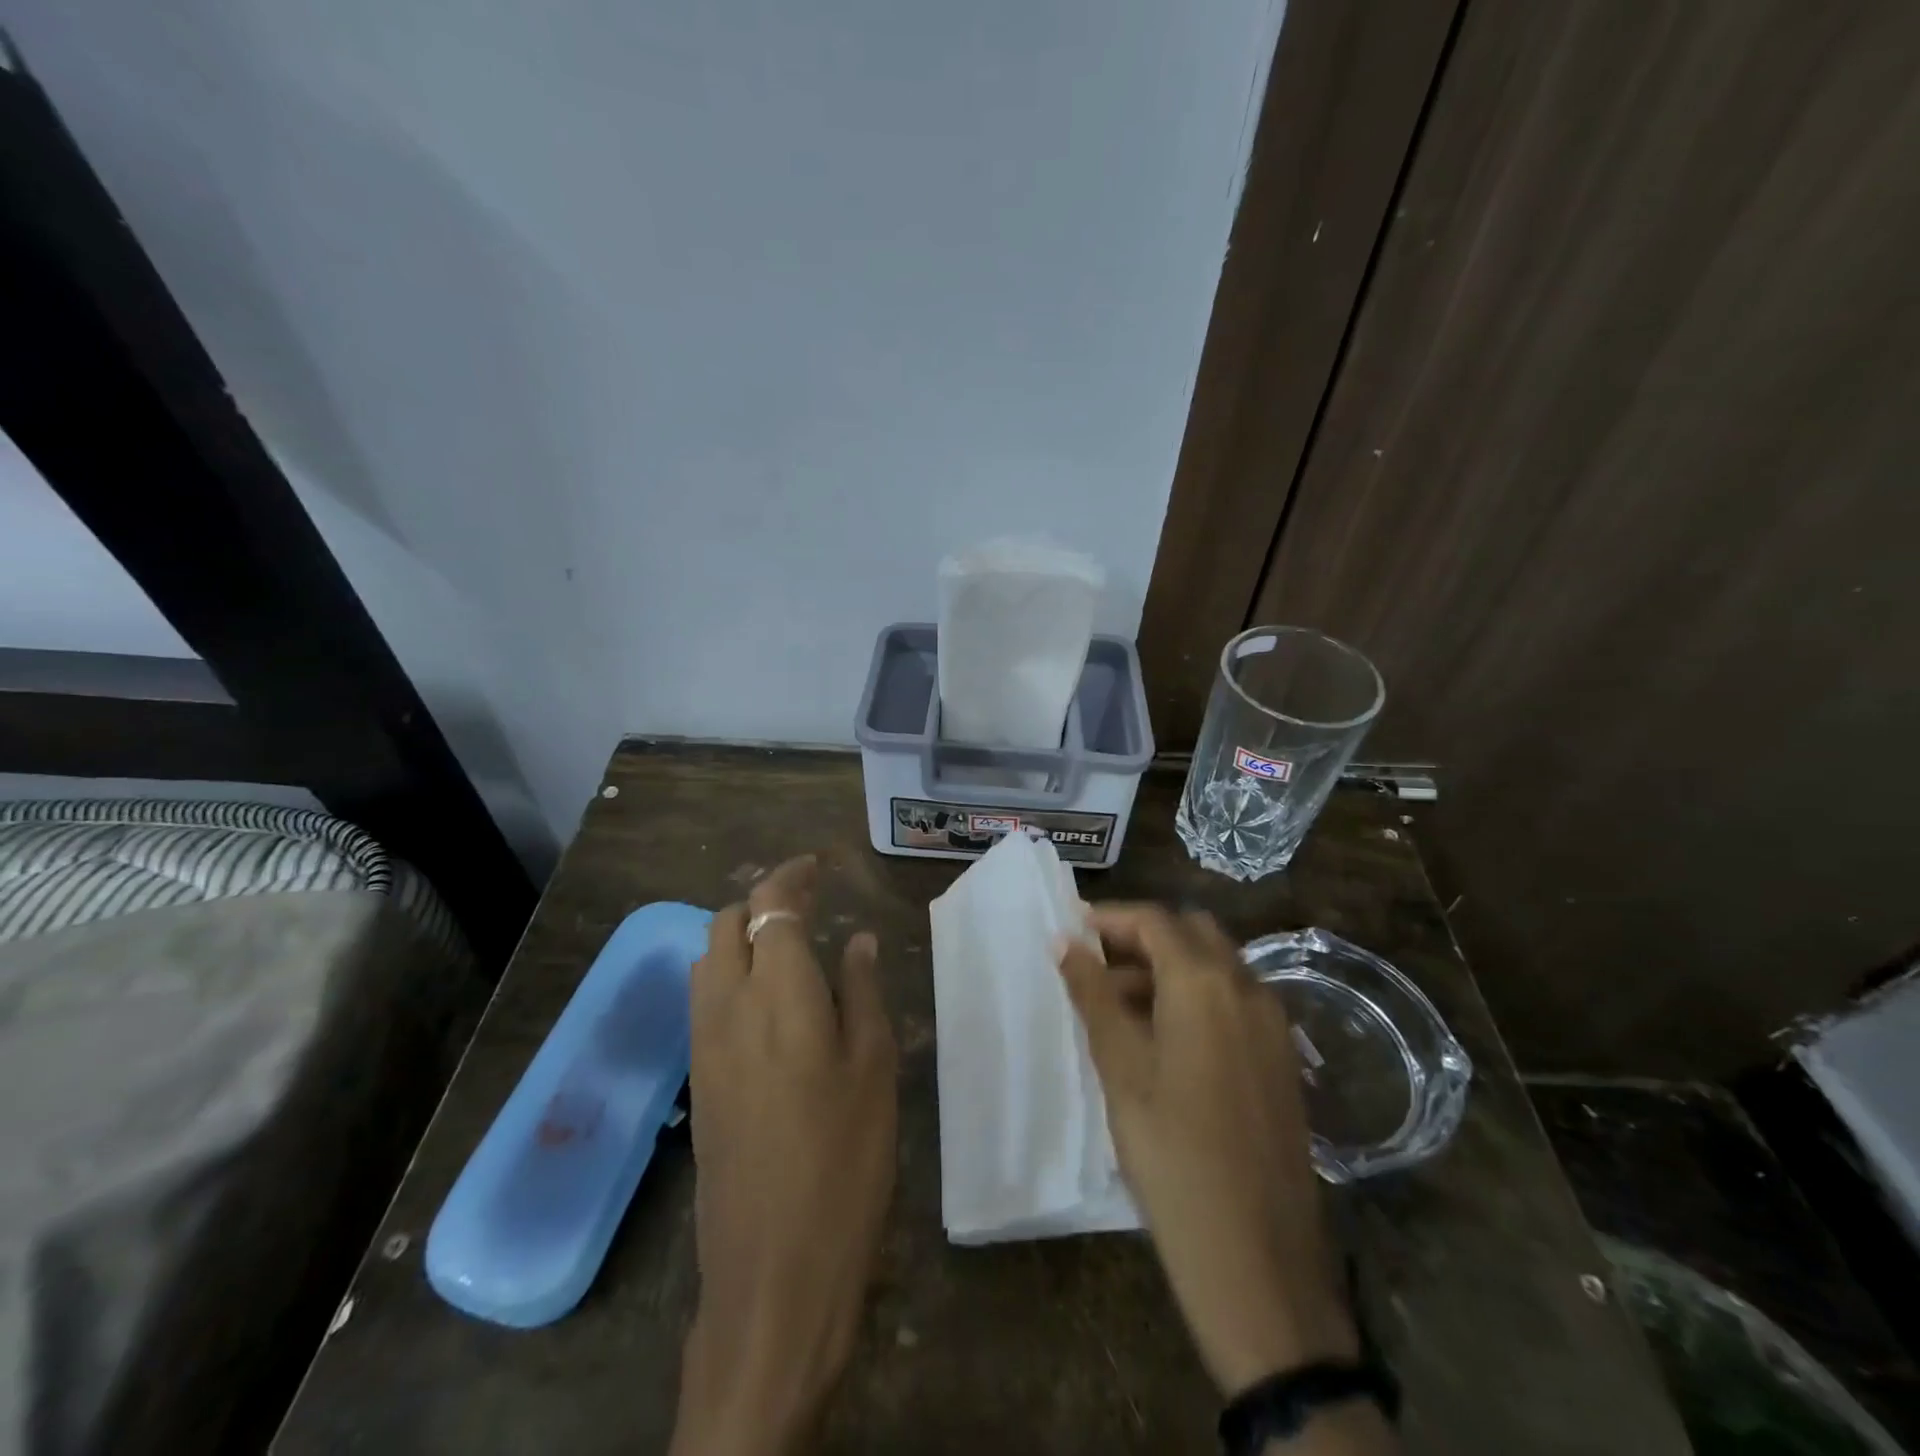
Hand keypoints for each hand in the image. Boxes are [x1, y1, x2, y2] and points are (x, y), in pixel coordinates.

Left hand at [671, 857, 897, 1455]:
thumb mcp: (874, 1067)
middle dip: (763, 900)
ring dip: (741, 934)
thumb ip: (863, 991)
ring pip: (708, 957)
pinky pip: (704, 996)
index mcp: (779, 992)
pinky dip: (729, 971)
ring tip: (787, 944)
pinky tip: (767, 996)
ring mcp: (705, 1042)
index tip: (818, 866)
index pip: (771, 906)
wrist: (775, 1267)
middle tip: (807, 903)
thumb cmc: (844, 1159)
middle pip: (728, 923)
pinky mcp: (698, 1077)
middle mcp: (729, 1004)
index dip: (791, 876)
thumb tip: (856, 939)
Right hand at [1058, 905, 1356, 1395]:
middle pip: (1189, 933)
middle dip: (1140, 937)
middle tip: (1093, 965)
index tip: (1070, 932)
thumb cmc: (1172, 1155)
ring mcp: (1272, 1024)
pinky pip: (1233, 1002)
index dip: (1108, 918)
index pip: (1153, 920)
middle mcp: (1247, 988)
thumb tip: (1066, 942)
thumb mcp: (1120, 1069)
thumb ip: (1092, 995)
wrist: (1258, 1260)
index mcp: (1205, 983)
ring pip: (1214, 966)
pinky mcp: (1281, 1059)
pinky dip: (1194, 997)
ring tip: (1114, 1005)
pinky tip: (1160, 1038)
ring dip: (1166, 967)